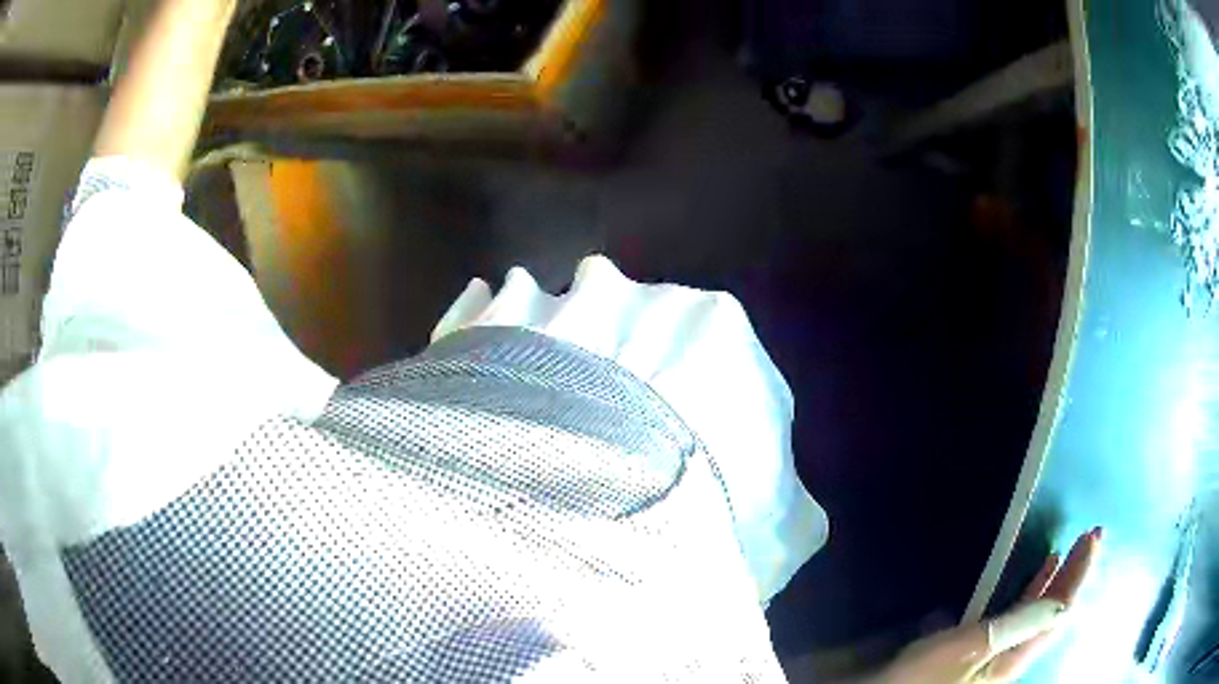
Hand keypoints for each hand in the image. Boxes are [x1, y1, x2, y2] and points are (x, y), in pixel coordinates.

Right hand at [873, 527, 1101, 683]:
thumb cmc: (924, 677)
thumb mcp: (970, 648)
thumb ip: (1017, 626)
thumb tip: (1062, 603)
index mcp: (1014, 655)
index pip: (1059, 610)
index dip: (1080, 573)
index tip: (1094, 535)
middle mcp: (1010, 657)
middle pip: (1051, 613)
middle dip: (1073, 575)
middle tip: (1089, 537)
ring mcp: (994, 659)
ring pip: (1033, 617)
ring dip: (1050, 584)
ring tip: (1060, 557)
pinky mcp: (975, 657)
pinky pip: (1014, 621)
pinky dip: (1024, 598)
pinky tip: (1018, 590)